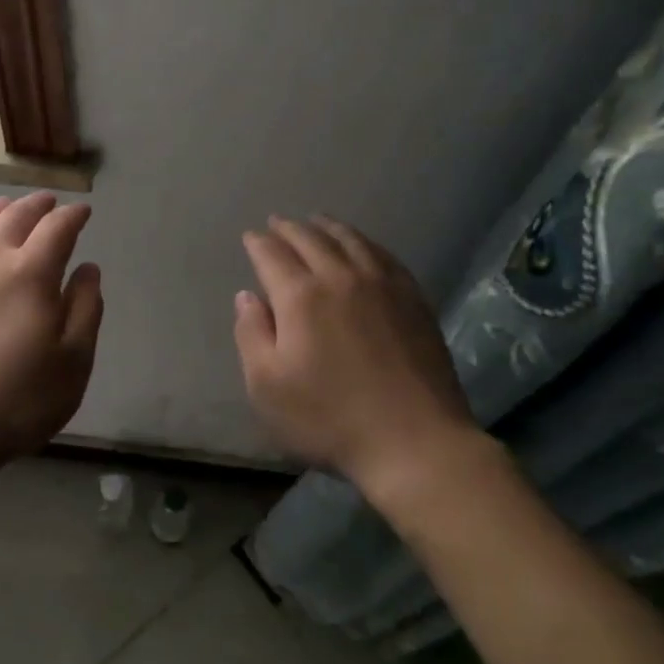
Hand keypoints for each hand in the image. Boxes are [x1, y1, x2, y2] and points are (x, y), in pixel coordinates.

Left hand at [0, 192, 102, 478]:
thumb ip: (86, 309)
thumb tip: (88, 268)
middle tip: (50, 202)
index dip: (73, 215)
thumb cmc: (15, 402)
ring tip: (9, 207)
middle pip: (16, 217)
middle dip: (38, 205)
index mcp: (31, 274)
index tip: (83, 211)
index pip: (57, 228)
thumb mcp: (73, 363)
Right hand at [234, 215, 478, 491]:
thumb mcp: (267, 387)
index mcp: (301, 296)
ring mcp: (382, 284)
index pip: (272, 255)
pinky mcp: (413, 299)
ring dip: (327, 227)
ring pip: (350, 240)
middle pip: (310, 239)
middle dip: (289, 228)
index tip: (250, 238)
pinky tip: (362, 246)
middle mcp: (340, 277)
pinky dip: (364, 242)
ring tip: (316, 221)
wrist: (415, 442)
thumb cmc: (330, 419)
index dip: (258, 244)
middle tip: (277, 223)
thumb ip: (251, 334)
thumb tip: (248, 296)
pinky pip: (383, 255)